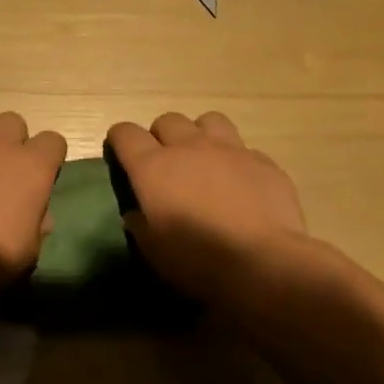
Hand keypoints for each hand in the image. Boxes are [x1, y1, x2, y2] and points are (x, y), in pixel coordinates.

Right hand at [106, 111, 307, 301]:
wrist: (263, 263)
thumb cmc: (197, 260)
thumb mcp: (153, 251)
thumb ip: (140, 225)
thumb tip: (137, 214)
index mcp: (153, 167)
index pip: (126, 133)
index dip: (120, 140)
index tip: (121, 154)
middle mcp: (189, 148)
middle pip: (167, 120)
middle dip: (161, 136)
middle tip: (165, 163)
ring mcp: (230, 150)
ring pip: (209, 120)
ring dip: (200, 135)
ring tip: (204, 159)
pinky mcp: (263, 162)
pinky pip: (245, 149)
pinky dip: (236, 161)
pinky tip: (240, 183)